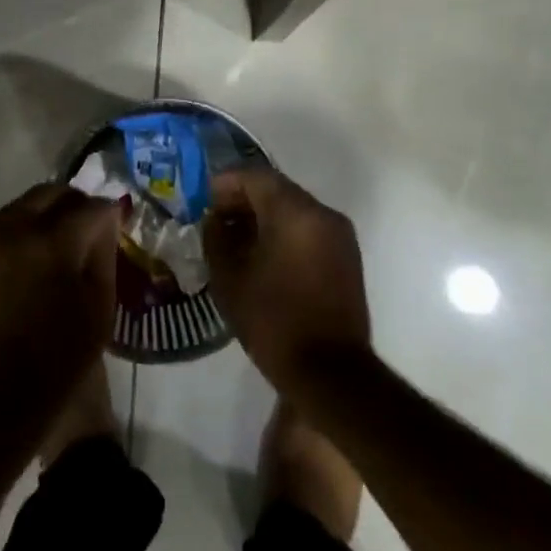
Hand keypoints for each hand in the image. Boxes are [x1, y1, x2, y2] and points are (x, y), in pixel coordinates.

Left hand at [0, 183, 120, 415]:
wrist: (0, 393)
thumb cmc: (60, 356)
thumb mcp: (99, 306)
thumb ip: (103, 254)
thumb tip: (107, 221)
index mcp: (53, 242)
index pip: (90, 207)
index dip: (111, 211)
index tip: (121, 220)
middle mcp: (18, 230)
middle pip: (52, 193)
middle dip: (77, 202)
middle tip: (95, 223)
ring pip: (26, 203)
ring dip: (50, 208)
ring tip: (68, 232)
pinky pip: (7, 223)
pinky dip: (28, 223)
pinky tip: (42, 247)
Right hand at [204, 168, 370, 393]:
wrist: (330, 373)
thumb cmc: (273, 320)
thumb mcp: (229, 277)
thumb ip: (217, 237)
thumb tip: (216, 219)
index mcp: (295, 213)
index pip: (255, 177)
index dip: (225, 183)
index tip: (203, 201)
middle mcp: (323, 214)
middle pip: (277, 190)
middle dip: (244, 199)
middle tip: (216, 220)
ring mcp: (340, 236)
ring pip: (294, 209)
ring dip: (264, 217)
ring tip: (235, 240)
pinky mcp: (346, 258)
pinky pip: (309, 229)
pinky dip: (284, 232)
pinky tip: (262, 256)